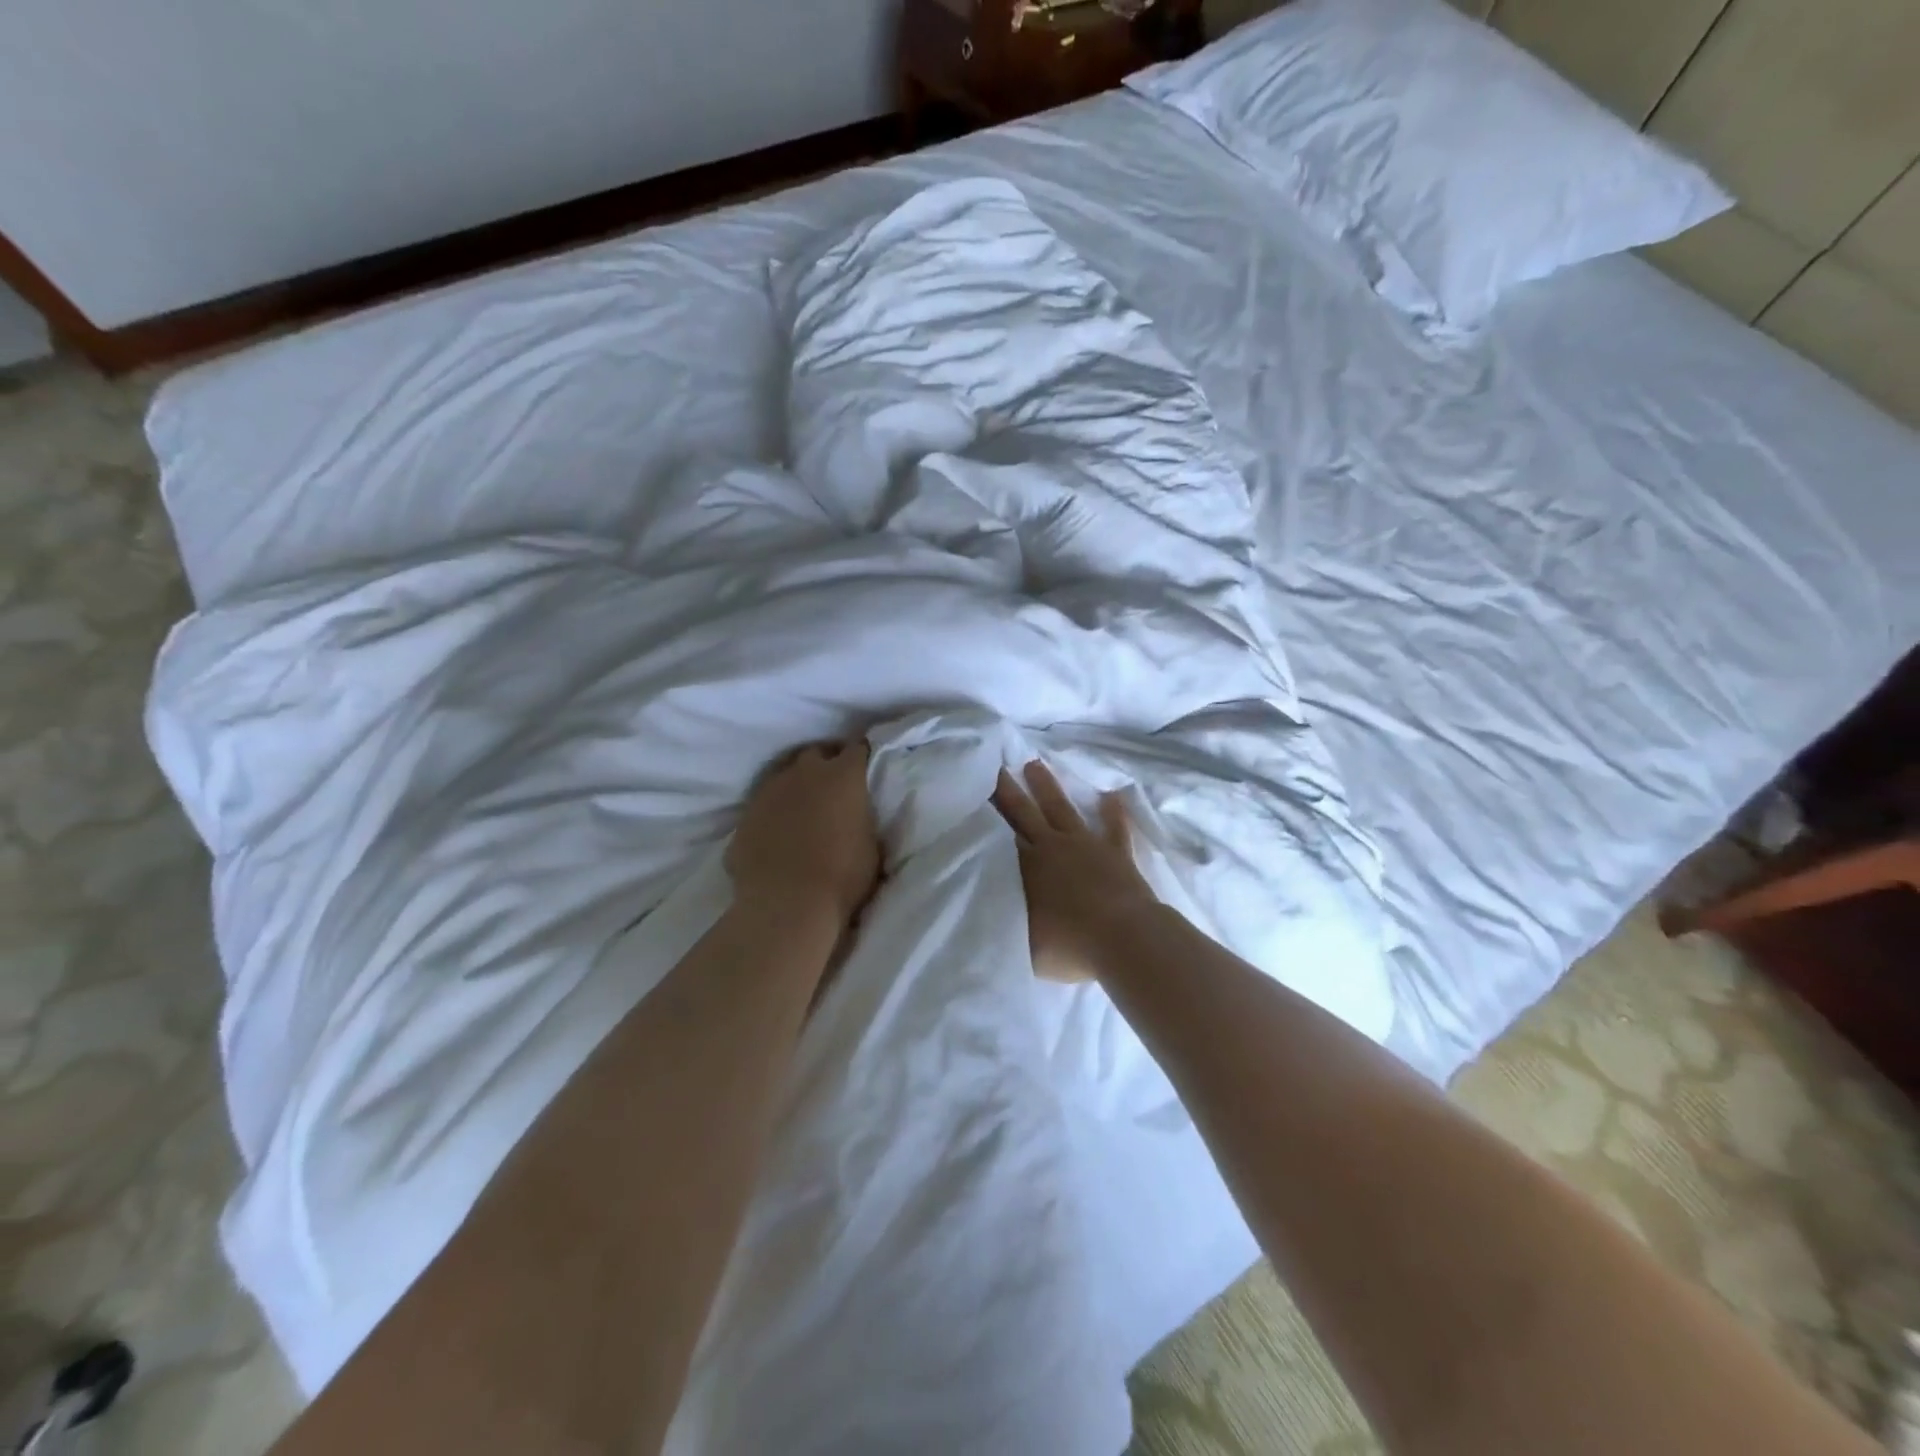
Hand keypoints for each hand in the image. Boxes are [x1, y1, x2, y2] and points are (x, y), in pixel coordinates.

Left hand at [728, 739, 880, 929]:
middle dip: (825, 764)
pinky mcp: (744, 816)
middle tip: (833, 788)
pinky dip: (772, 813)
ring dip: (796, 786)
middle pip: (816, 754)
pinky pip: (763, 806)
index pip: (856, 749)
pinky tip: (777, 835)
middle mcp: (805, 773)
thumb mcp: (871, 845)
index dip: (861, 757)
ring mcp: (769, 792)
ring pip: (784, 775)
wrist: (787, 905)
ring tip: (803, 809)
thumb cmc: (843, 877)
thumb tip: (855, 816)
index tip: (864, 769)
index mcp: (843, 776)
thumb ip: (862, 819)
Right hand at [991, 760, 1160, 983]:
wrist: (1122, 937)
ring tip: (1035, 764)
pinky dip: (1113, 812)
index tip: (974, 794)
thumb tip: (986, 914)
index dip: (988, 815)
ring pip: (1062, 808)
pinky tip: (1113, 795)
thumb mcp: (1024, 942)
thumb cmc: (1068, 945)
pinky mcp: (1117, 853)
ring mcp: (1087, 845)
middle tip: (996, 766)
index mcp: (1027, 866)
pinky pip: (1115, 827)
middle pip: (1026, 812)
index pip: (1001, 835)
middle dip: (1009, 790)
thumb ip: (1007, 921)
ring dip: (1048, 786)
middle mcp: (1052, 847)